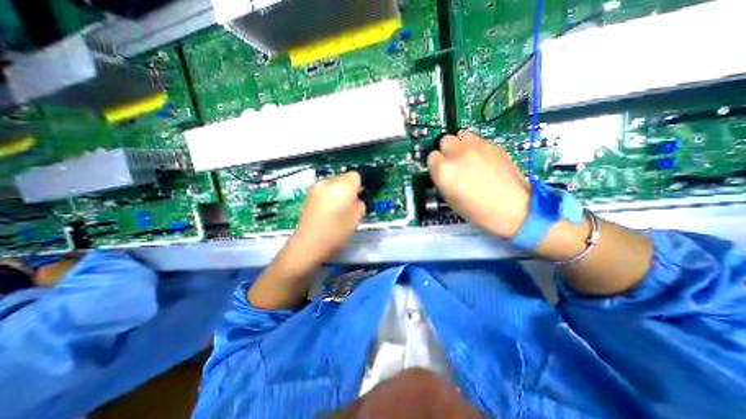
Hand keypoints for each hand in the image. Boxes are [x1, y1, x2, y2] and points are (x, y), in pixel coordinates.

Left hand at [283, 171, 365, 265]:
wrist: (309, 243)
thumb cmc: (337, 231)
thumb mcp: (357, 217)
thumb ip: (360, 202)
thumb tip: (357, 196)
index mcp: (343, 186)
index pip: (356, 175)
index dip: (361, 185)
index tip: (362, 195)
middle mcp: (328, 181)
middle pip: (344, 177)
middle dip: (349, 186)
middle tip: (351, 202)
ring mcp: (316, 186)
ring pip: (333, 182)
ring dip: (339, 190)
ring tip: (338, 206)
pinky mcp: (308, 193)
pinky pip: (324, 188)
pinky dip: (329, 194)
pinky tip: (327, 208)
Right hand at [428, 131, 532, 238]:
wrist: (513, 208)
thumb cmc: (477, 210)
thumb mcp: (450, 198)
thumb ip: (442, 178)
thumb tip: (442, 169)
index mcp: (444, 170)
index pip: (432, 156)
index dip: (436, 164)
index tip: (442, 171)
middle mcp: (457, 154)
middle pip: (445, 140)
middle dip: (447, 150)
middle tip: (454, 163)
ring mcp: (477, 147)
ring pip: (461, 135)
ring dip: (461, 145)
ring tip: (469, 158)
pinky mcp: (493, 145)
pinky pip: (478, 140)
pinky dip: (476, 148)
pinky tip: (484, 161)